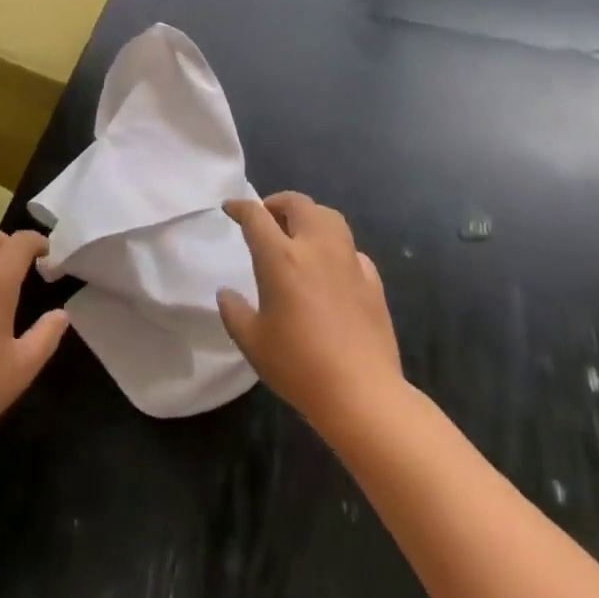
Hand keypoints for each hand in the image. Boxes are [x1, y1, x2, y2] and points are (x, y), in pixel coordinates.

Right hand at [217, 192, 402, 436]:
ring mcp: (349, 261)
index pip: (256, 216)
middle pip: (298, 204)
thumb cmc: (299, 366)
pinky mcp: (372, 281)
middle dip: (278, 203)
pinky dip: (336, 247)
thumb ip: (234, 312)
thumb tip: (226, 294)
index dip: (240, 207)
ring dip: (310, 216)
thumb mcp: (253, 342)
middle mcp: (316, 247)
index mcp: (281, 257)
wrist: (361, 394)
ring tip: (299, 233)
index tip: (230, 209)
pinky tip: (331, 268)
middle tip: (266, 217)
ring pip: (329, 217)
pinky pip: (351, 249)